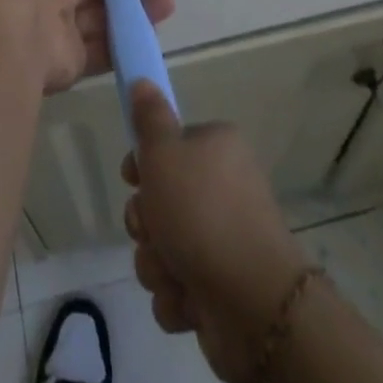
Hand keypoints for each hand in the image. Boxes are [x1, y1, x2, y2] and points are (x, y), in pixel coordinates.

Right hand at [122, 82, 308, 382]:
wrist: (251, 302)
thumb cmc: (201, 212)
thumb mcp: (164, 151)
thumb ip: (149, 117)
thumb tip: (143, 80)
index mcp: (217, 148)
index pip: (169, 145)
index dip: (143, 162)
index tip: (131, 177)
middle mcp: (223, 189)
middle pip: (161, 200)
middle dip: (146, 223)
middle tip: (150, 229)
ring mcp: (224, 242)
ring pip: (164, 247)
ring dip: (157, 262)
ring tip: (173, 270)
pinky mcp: (221, 289)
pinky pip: (179, 287)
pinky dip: (177, 295)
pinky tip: (187, 298)